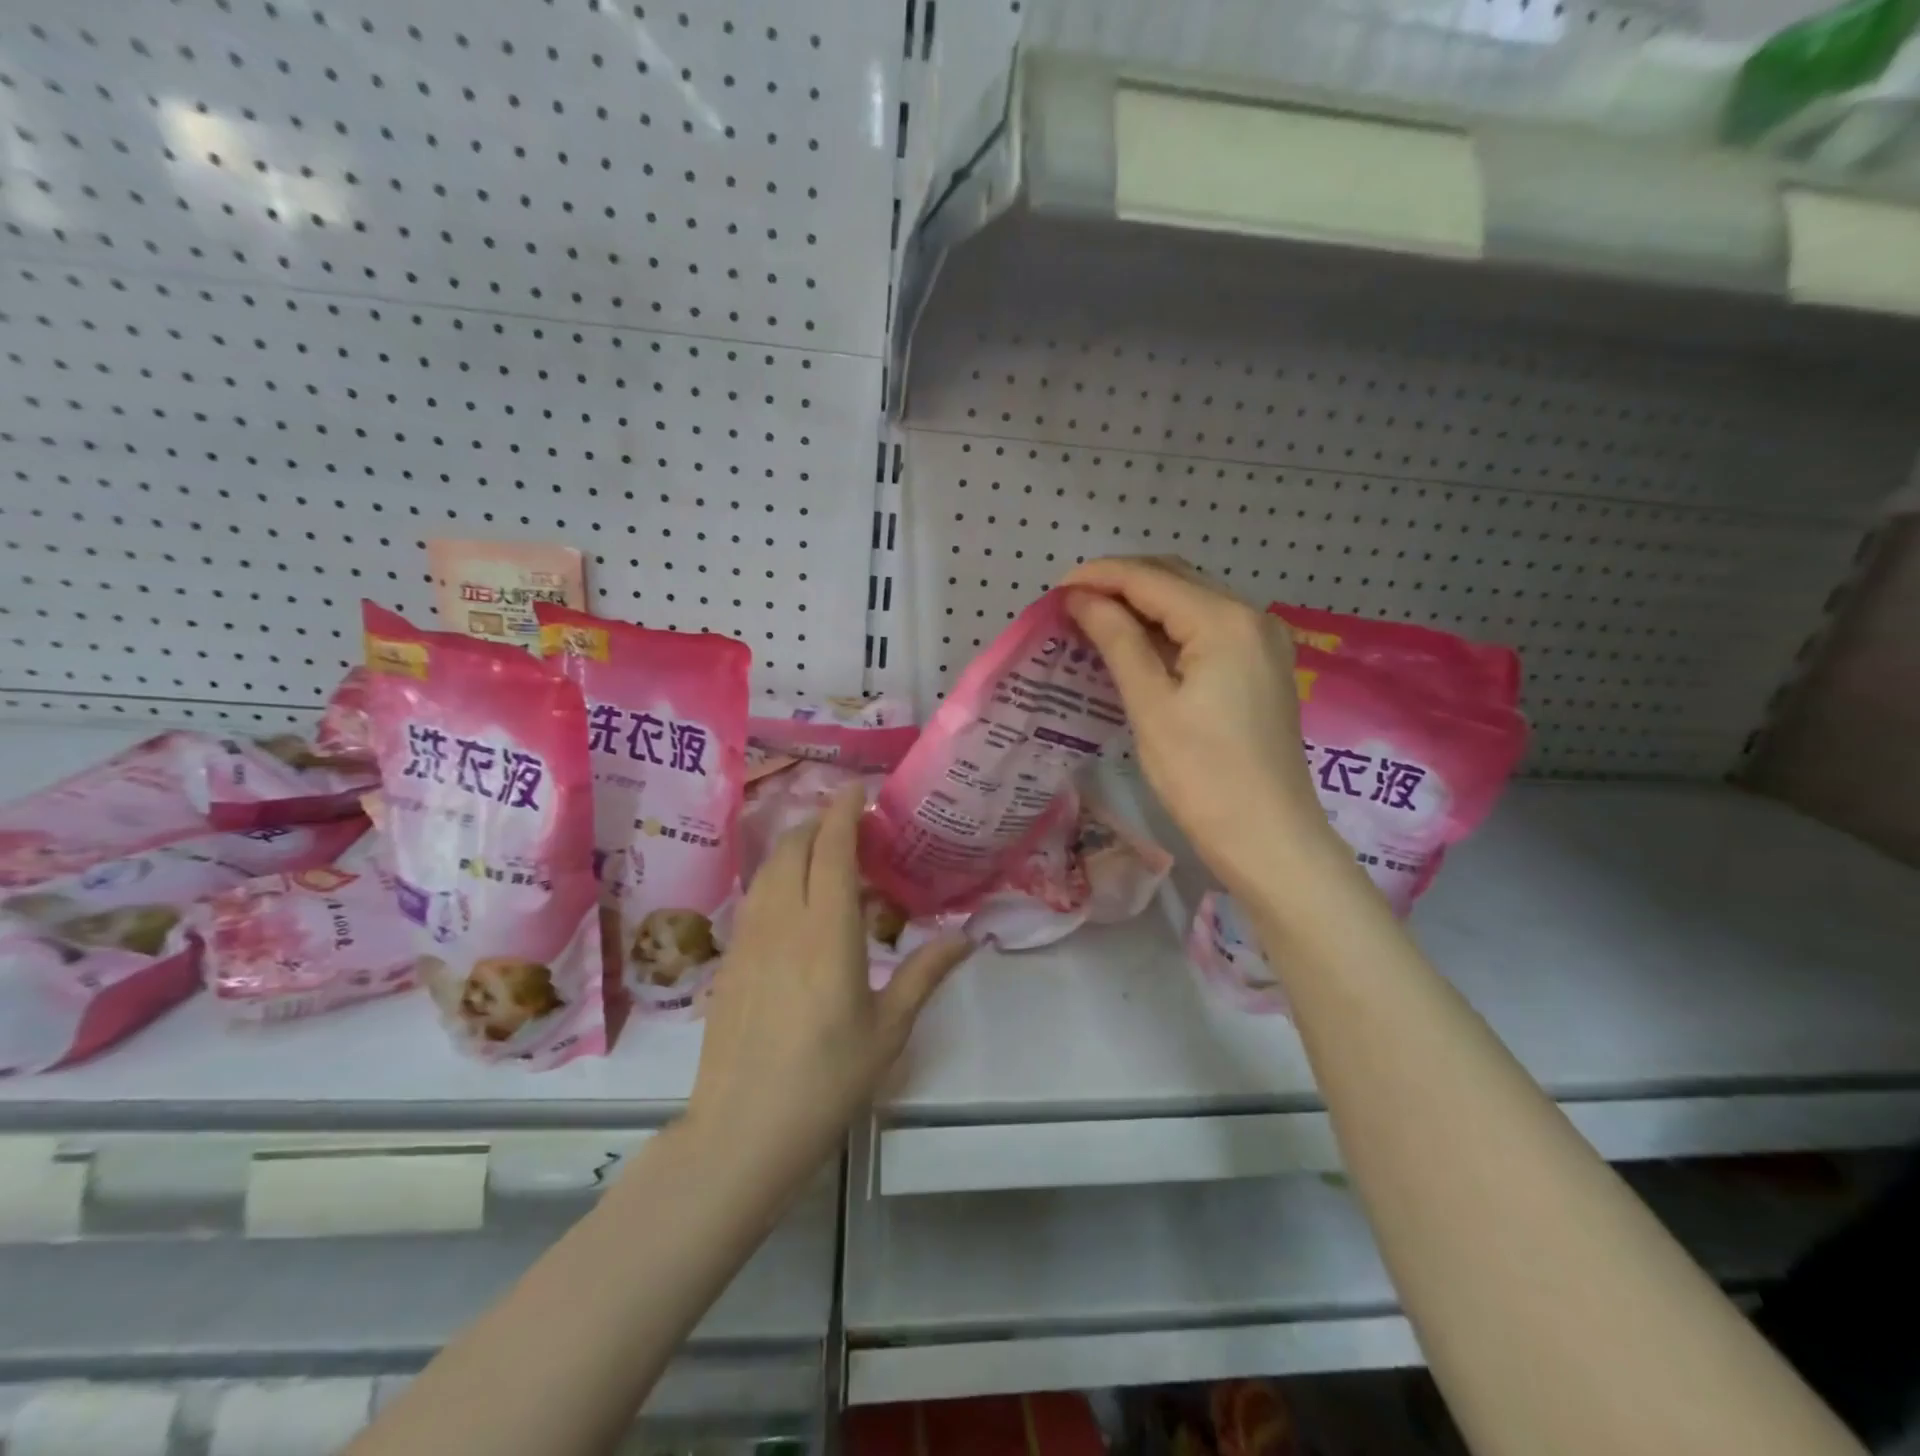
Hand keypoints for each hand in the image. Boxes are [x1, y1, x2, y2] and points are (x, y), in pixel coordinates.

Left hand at [685, 786, 969, 1192]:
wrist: (742, 1132)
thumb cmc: (827, 1082)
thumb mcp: (888, 1030)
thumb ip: (925, 974)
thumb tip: (966, 938)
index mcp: (827, 933)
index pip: (832, 851)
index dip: (844, 813)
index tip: (857, 790)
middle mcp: (783, 922)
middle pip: (794, 848)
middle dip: (820, 823)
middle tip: (850, 826)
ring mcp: (749, 938)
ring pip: (768, 869)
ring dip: (795, 847)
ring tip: (823, 853)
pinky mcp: (731, 959)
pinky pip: (755, 897)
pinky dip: (777, 877)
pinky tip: (794, 900)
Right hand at [1065, 556, 1339, 898]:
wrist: (1268, 838)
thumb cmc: (1203, 776)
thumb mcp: (1151, 705)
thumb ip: (1117, 640)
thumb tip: (1080, 598)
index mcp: (1225, 621)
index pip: (1151, 579)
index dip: (1099, 577)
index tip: (1053, 592)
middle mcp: (1252, 617)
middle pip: (1175, 580)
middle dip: (1119, 584)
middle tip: (1069, 606)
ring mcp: (1263, 641)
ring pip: (1192, 602)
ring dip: (1142, 604)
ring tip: (1094, 622)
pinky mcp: (1262, 666)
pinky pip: (1207, 629)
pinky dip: (1168, 628)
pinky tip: (1136, 644)